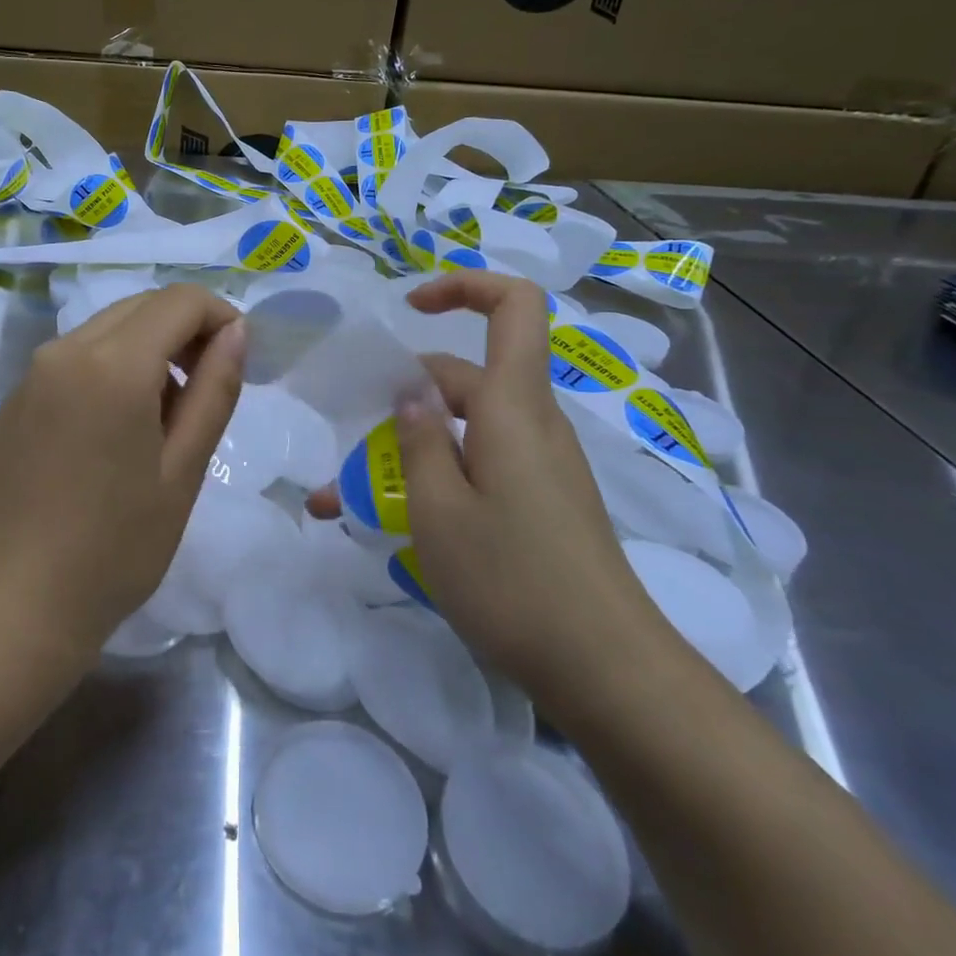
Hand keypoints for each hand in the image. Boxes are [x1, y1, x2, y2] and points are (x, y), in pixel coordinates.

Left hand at [0, 283, 245, 662]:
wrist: (14, 606)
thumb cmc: (115, 547)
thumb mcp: (182, 470)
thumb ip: (214, 390)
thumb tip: (236, 331)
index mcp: (112, 364)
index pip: (179, 301)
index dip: (220, 316)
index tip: (238, 359)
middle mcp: (65, 350)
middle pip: (141, 306)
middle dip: (185, 330)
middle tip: (207, 388)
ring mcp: (31, 374)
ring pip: (106, 329)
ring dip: (148, 349)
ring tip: (164, 418)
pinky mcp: (14, 400)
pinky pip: (74, 359)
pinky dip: (110, 368)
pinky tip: (114, 431)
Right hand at [312, 272, 661, 705]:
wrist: (606, 669)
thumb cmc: (513, 580)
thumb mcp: (439, 509)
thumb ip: (418, 440)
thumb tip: (412, 393)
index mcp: (513, 406)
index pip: (514, 305)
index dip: (465, 286)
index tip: (410, 306)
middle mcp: (532, 423)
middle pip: (467, 376)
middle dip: (403, 398)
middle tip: (349, 443)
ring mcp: (541, 464)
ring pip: (467, 428)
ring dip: (411, 448)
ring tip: (350, 497)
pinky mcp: (542, 500)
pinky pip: (481, 464)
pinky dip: (437, 476)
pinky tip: (399, 522)